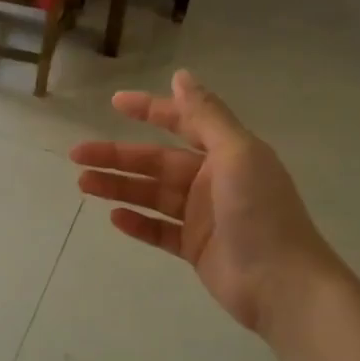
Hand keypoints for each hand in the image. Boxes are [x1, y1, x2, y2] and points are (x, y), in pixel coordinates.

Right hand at [70, 70, 337, 334]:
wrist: (281, 284)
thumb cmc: (260, 212)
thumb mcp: (237, 154)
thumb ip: (206, 116)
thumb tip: (181, 76)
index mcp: (226, 154)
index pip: (182, 124)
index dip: (150, 110)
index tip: (114, 103)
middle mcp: (211, 181)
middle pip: (155, 163)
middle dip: (117, 157)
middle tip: (78, 156)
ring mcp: (202, 217)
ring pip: (151, 195)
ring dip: (118, 187)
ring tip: (83, 184)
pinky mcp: (194, 248)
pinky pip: (158, 231)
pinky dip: (137, 223)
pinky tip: (114, 217)